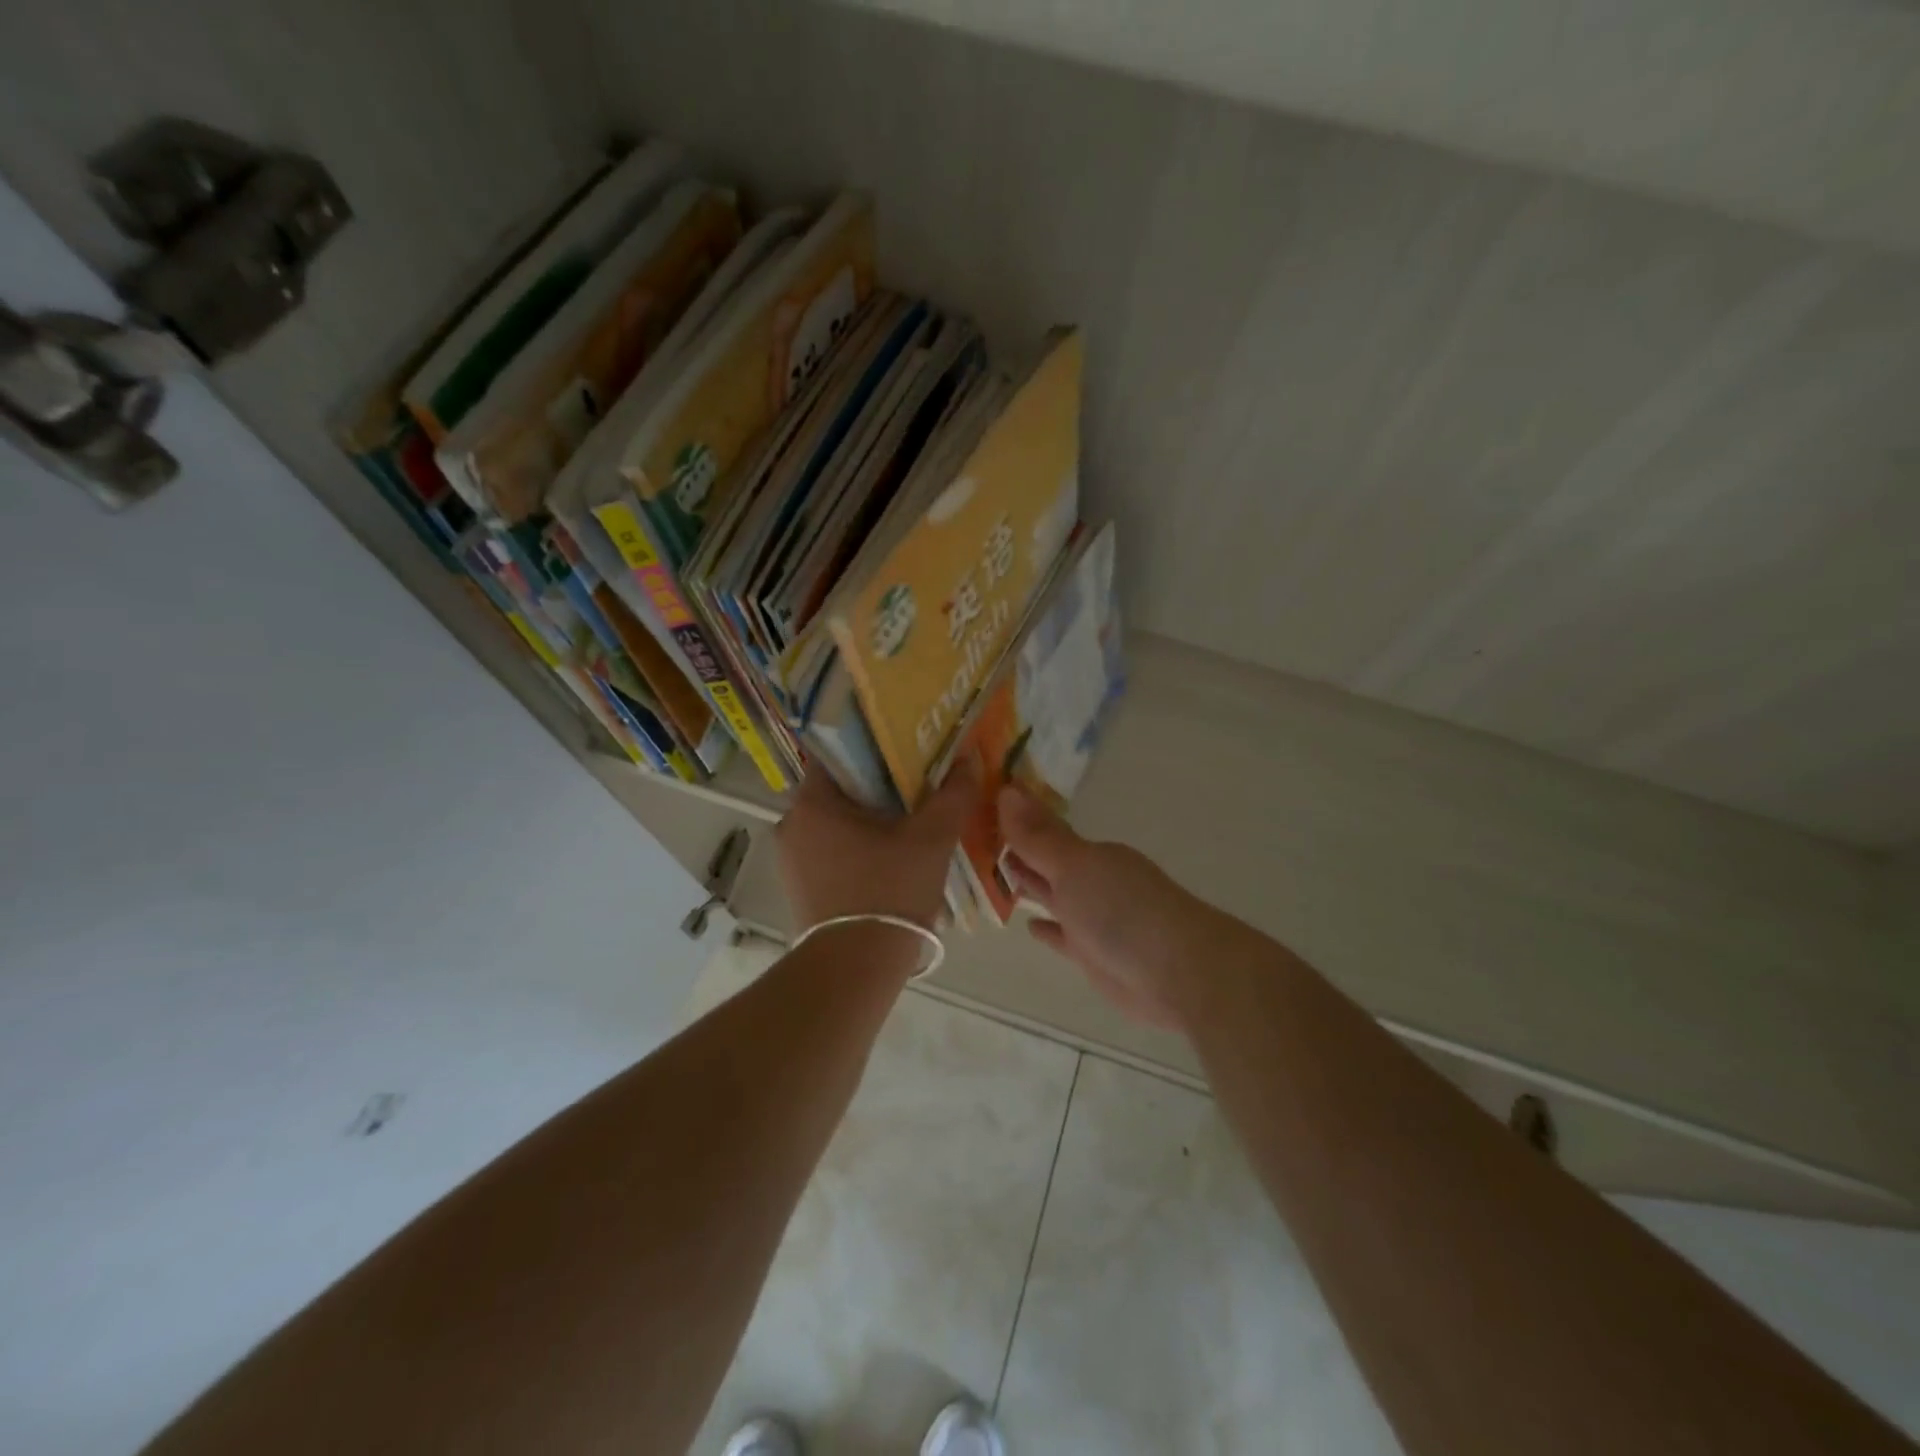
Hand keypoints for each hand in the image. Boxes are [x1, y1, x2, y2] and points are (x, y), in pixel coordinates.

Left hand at [775, 764, 977, 931]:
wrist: (855, 969)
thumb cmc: (889, 892)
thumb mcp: (931, 840)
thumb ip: (952, 795)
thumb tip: (969, 759)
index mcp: (812, 803)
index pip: (838, 754)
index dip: (874, 749)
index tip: (906, 752)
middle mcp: (791, 825)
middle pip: (839, 790)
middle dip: (877, 788)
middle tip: (917, 788)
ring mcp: (791, 860)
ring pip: (836, 823)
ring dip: (868, 821)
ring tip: (909, 823)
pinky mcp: (799, 888)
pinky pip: (830, 852)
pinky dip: (857, 848)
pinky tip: (889, 859)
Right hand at [998, 786, 1208, 1028]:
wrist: (1179, 973)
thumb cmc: (1122, 910)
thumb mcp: (1073, 867)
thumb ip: (1038, 836)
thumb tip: (1008, 789)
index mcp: (1091, 854)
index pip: (1045, 831)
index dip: (1015, 822)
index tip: (980, 811)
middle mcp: (1093, 880)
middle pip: (1048, 862)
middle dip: (1019, 851)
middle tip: (977, 839)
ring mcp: (1094, 918)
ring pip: (1054, 896)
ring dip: (1030, 886)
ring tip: (994, 875)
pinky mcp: (1094, 955)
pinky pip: (1063, 936)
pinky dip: (1047, 929)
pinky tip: (1028, 926)